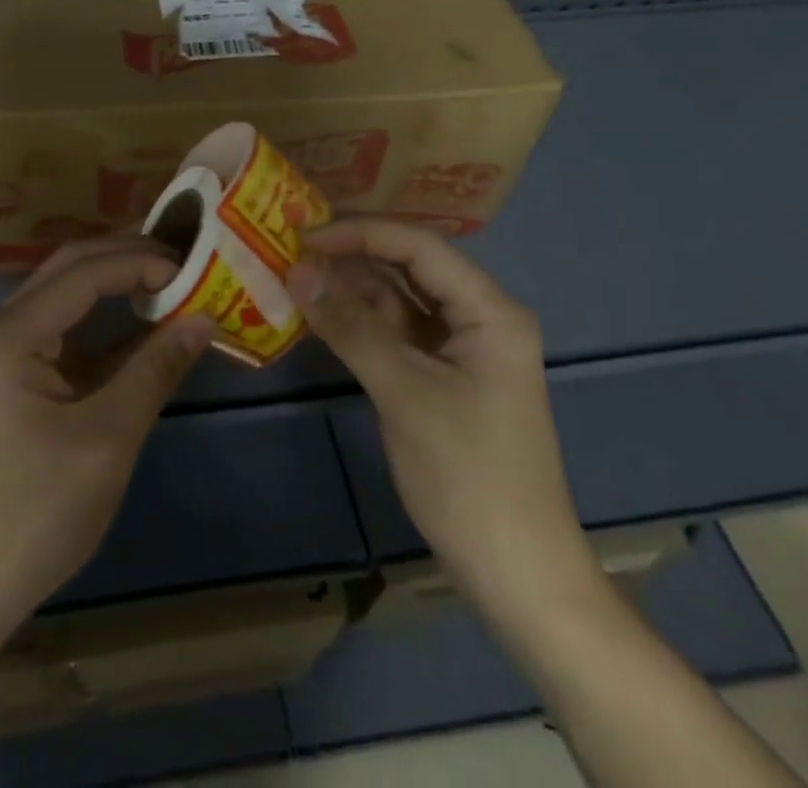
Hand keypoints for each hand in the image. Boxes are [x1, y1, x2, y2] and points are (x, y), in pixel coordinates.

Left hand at [0, 237, 215, 644]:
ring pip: (67, 296)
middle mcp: (2, 330)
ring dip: (116, 283)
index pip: (83, 274)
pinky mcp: (18, 378)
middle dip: (126, 257)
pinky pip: (67, 332)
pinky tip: (146, 324)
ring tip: (171, 276)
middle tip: (183, 257)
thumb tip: (205, 319)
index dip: (140, 263)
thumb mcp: (108, 439)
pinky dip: (107, 324)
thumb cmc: (38, 514)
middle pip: (69, 270)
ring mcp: (6, 354)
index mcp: (11, 337)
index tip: (192, 269)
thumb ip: (156, 370)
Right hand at [286, 219, 597, 622]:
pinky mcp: (440, 375)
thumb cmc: (469, 475)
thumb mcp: (404, 393)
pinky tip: (319, 312)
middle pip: (409, 266)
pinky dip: (358, 322)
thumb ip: (350, 327)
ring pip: (398, 299)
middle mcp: (477, 317)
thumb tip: (297, 270)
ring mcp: (458, 347)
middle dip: (352, 254)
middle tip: (291, 246)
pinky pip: (394, 332)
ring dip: (350, 287)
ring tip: (295, 272)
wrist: (516, 573)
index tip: (304, 234)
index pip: (418, 247)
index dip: (360, 233)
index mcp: (489, 310)